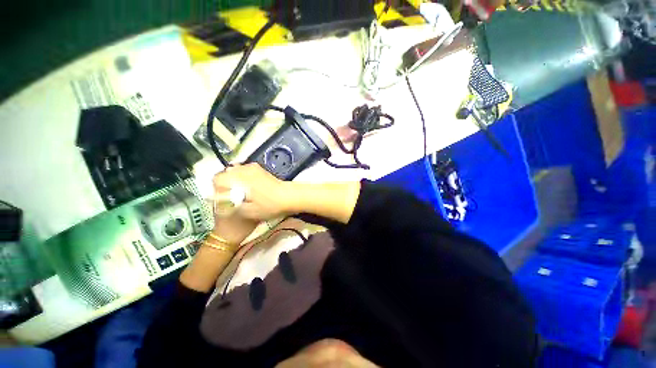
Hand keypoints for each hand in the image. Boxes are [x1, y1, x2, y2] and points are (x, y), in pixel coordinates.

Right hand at [213, 163, 293, 220]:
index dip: (217, 190)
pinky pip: (243, 170)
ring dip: (234, 181)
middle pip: (225, 174)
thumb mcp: (248, 211)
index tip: (224, 198)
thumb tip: (219, 200)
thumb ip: (230, 205)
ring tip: (241, 192)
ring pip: (234, 171)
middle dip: (226, 185)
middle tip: (233, 196)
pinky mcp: (259, 168)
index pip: (217, 179)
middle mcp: (244, 169)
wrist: (288, 196)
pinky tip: (249, 187)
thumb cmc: (269, 205)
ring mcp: (253, 167)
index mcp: (240, 179)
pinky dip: (242, 178)